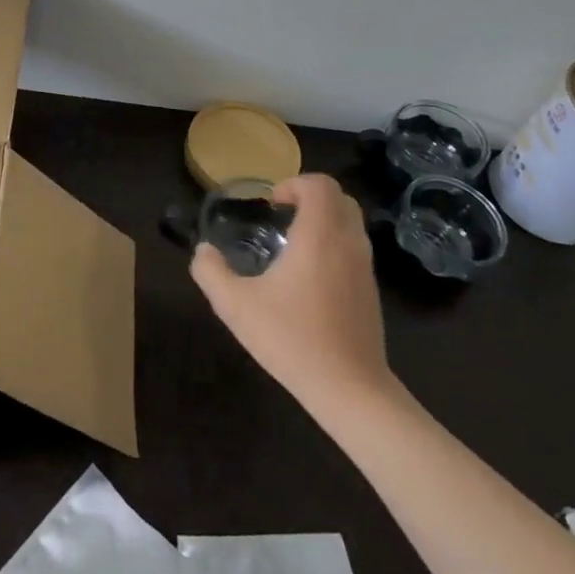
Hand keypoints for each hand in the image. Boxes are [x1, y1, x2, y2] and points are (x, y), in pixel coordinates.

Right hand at [191, 173, 393, 408]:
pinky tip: (309, 277)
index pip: (320, 184)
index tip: (272, 205)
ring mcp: (365, 267)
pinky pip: (355, 248)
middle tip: (281, 216)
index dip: (294, 184)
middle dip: (310, 197)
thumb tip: (203, 250)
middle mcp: (348, 243)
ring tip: (293, 244)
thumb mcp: (235, 306)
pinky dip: (334, 244)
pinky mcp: (371, 291)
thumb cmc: (292, 339)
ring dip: (324, 220)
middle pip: (340, 198)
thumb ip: (211, 272)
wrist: (350, 389)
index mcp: (319, 235)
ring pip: (351, 223)